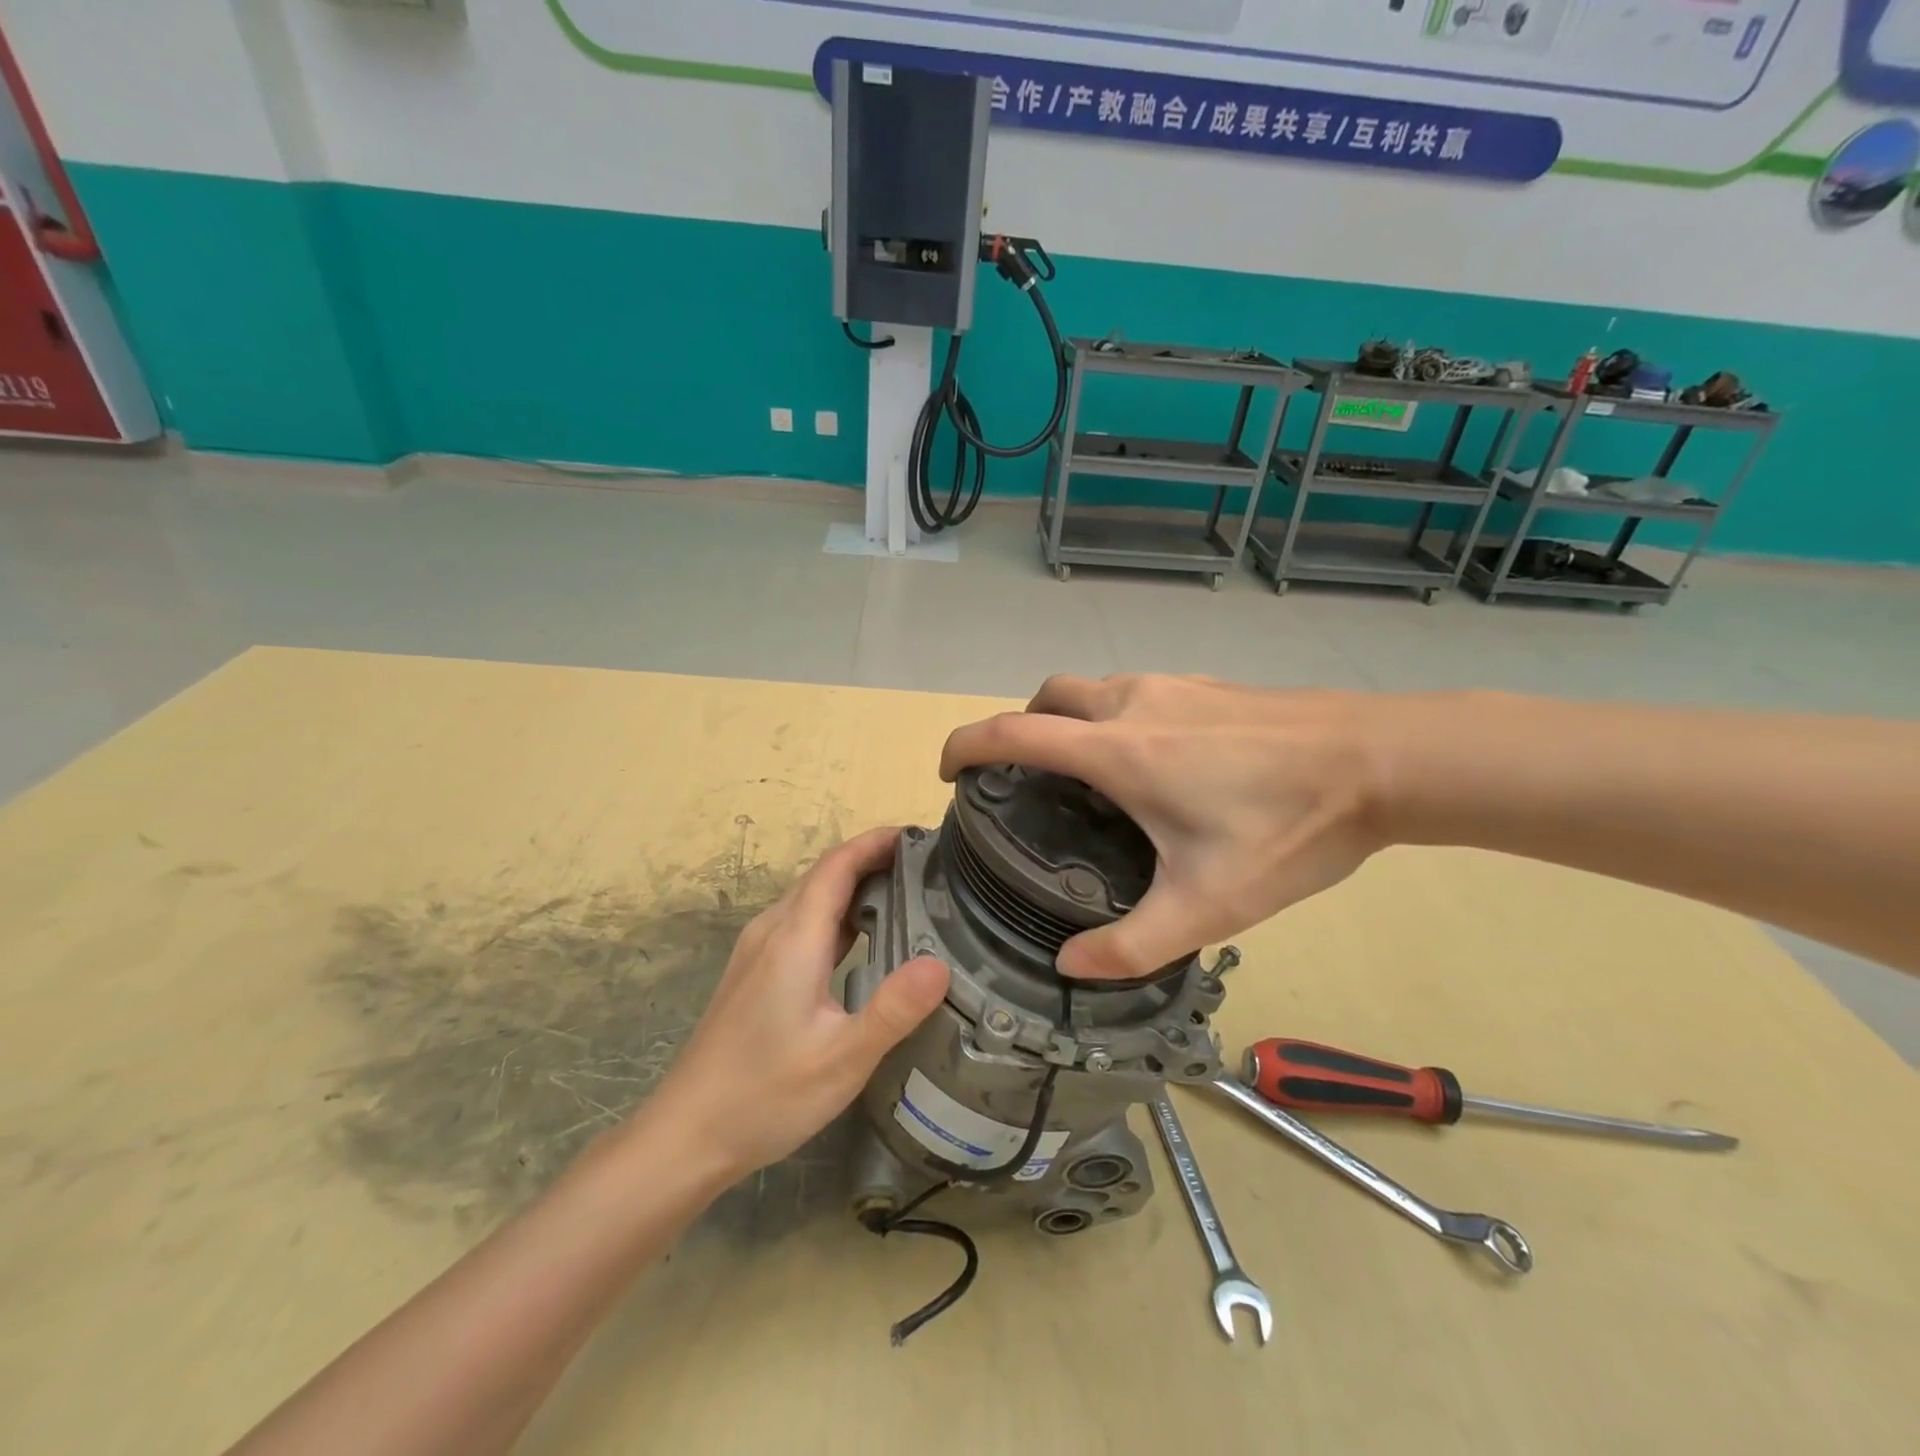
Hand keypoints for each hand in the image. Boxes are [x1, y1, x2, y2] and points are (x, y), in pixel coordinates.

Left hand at [642, 827, 949, 1179]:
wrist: (686, 1134)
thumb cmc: (765, 1095)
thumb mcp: (843, 1059)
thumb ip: (893, 1009)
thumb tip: (941, 964)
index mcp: (794, 938)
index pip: (838, 864)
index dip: (876, 841)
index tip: (920, 836)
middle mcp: (772, 931)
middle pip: (824, 874)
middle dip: (872, 858)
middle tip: (926, 868)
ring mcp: (757, 951)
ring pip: (810, 898)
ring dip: (854, 885)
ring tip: (904, 895)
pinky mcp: (753, 972)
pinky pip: (800, 923)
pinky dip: (836, 913)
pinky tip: (861, 941)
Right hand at [941, 675, 1385, 980]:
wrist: (1384, 759)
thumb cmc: (1289, 828)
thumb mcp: (1210, 904)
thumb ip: (1132, 944)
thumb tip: (1069, 966)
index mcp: (1118, 750)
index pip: (1012, 732)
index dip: (966, 746)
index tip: (949, 773)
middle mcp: (1133, 704)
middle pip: (1047, 696)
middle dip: (1020, 727)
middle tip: (1027, 781)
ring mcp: (1173, 686)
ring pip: (1093, 689)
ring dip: (1070, 721)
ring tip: (1089, 779)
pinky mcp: (1207, 685)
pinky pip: (1135, 692)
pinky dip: (1113, 716)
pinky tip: (1156, 764)